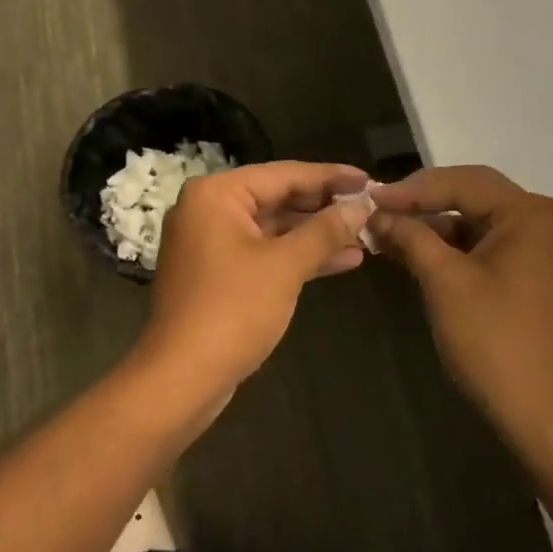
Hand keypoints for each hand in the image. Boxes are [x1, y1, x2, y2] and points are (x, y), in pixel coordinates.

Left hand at [135, 161, 373, 403]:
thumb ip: (325, 230)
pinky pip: (265, 252)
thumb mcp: (286, 265)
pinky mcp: (218, 273)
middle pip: (278, 197)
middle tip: (370, 208)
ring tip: (365, 236)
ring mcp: (212, 243)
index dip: (331, 177)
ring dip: (317, 234)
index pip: (284, 174)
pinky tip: (343, 260)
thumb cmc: (233, 310)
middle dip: (325, 207)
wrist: (182, 378)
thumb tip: (360, 207)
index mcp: (217, 194)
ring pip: (274, 228)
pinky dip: (298, 256)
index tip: (369, 181)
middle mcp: (209, 209)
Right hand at [370, 166, 552, 443]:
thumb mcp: (444, 281)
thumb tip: (377, 213)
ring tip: (388, 235)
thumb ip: (410, 237)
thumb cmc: (494, 340)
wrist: (545, 415)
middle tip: (377, 212)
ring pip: (478, 224)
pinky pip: (489, 249)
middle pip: (473, 198)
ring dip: (435, 229)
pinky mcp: (537, 278)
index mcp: (531, 213)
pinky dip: (454, 251)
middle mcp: (544, 222)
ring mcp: (544, 252)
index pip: (462, 183)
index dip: (411, 190)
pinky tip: (418, 256)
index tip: (368, 199)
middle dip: (422, 205)